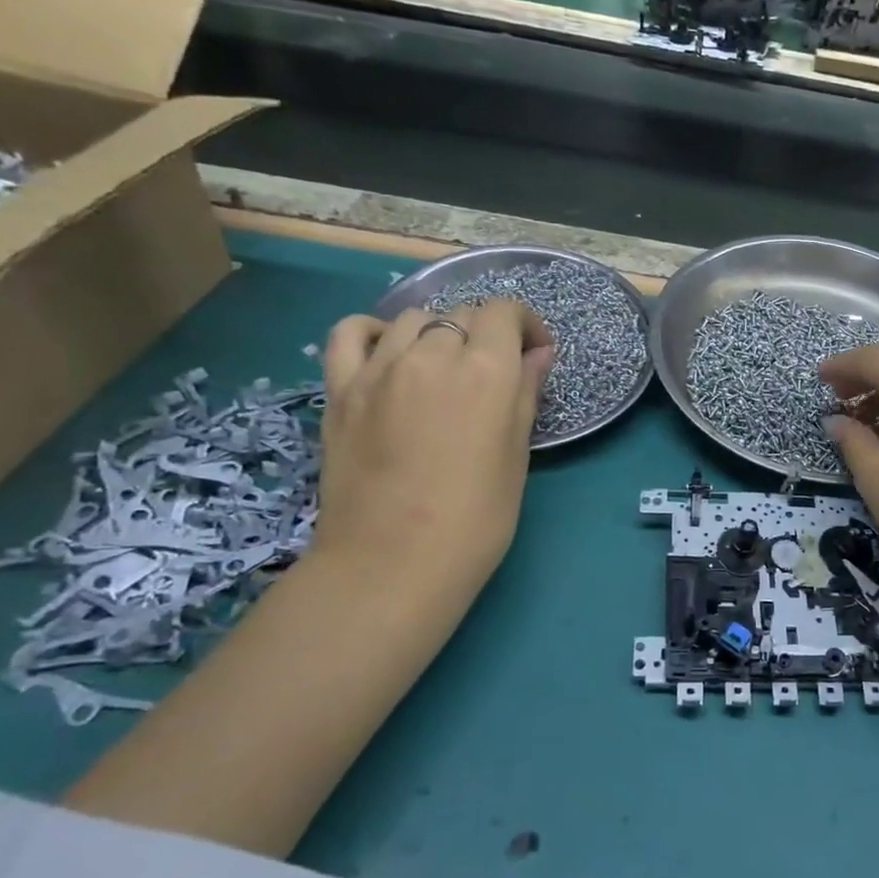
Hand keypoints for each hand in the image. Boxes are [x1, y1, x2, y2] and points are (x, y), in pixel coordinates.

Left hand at [310, 302, 554, 607]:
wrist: (393, 564)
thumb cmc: (476, 518)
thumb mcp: (517, 454)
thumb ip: (526, 393)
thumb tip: (537, 354)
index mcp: (486, 371)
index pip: (505, 314)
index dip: (525, 326)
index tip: (533, 354)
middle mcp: (433, 355)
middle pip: (463, 315)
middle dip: (486, 336)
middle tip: (492, 376)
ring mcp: (380, 368)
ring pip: (415, 319)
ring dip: (438, 334)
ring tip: (443, 369)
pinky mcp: (341, 388)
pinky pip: (351, 333)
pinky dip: (374, 331)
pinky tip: (388, 353)